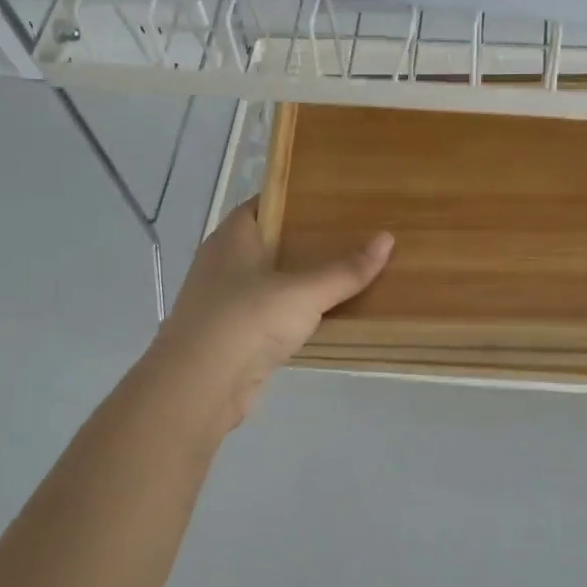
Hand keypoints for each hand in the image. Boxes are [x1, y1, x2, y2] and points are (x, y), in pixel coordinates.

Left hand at [150, 201, 392, 431]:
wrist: (200, 386)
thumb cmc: (247, 320)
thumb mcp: (305, 292)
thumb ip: (346, 270)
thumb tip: (387, 239)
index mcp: (233, 238)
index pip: (264, 204)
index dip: (296, 199)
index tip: (334, 200)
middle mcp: (223, 263)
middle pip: (269, 243)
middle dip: (305, 241)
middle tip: (350, 236)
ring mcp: (224, 301)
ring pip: (269, 281)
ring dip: (299, 281)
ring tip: (344, 274)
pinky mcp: (231, 336)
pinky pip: (268, 314)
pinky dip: (292, 314)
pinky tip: (322, 317)